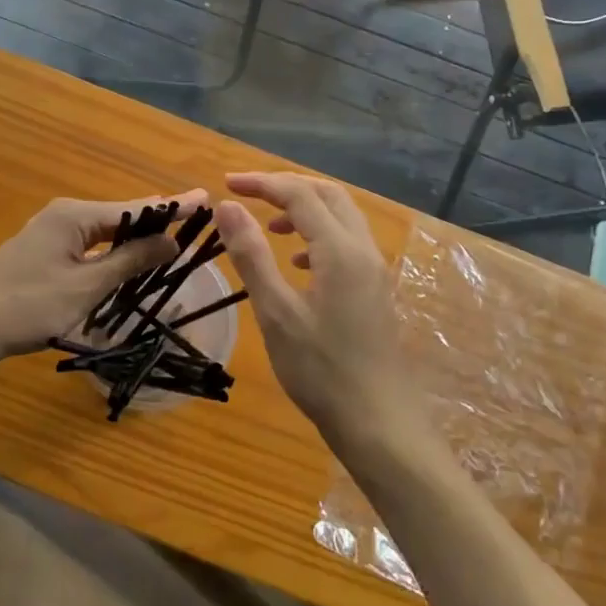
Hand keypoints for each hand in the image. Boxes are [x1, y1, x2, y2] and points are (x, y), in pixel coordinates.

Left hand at [0, 190, 208, 369]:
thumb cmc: (28, 306)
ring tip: (173, 237)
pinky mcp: (44, 250)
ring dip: (136, 237)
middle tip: (195, 221)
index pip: (135, 208)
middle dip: (157, 219)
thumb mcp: (86, 286)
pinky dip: (114, 249)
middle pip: (121, 214)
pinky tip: (130, 257)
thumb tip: (172, 241)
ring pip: (105, 230)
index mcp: (75, 215)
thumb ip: (130, 261)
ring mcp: (51, 231)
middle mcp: (64, 214)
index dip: (172, 206)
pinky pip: (90, 243)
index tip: (205, 197)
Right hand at [214, 172, 416, 437]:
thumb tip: (227, 206)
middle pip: (327, 195)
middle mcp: (363, 250)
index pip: (299, 194)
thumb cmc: (321, 370)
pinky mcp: (376, 289)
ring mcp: (375, 270)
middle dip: (287, 187)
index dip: (262, 183)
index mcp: (340, 250)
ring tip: (269, 226)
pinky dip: (319, 236)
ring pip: (341, 217)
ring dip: (305, 210)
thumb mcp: (275, 312)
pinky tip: (297, 264)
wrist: (378, 422)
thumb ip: (251, 255)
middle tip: (248, 194)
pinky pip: (348, 242)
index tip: (226, 184)